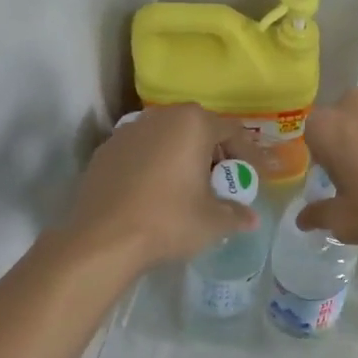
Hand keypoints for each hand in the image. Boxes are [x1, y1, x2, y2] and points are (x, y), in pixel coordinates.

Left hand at [66, 106, 255, 270]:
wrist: (101, 240)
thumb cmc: (168, 220)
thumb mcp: (213, 221)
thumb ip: (236, 214)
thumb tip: (250, 219)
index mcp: (192, 123)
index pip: (232, 131)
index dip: (248, 155)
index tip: (255, 179)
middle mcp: (160, 117)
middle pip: (198, 129)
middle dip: (215, 154)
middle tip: (224, 183)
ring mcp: (127, 132)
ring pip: (167, 139)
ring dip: (183, 158)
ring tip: (190, 189)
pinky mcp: (104, 152)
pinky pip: (142, 153)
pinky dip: (156, 167)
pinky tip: (157, 194)